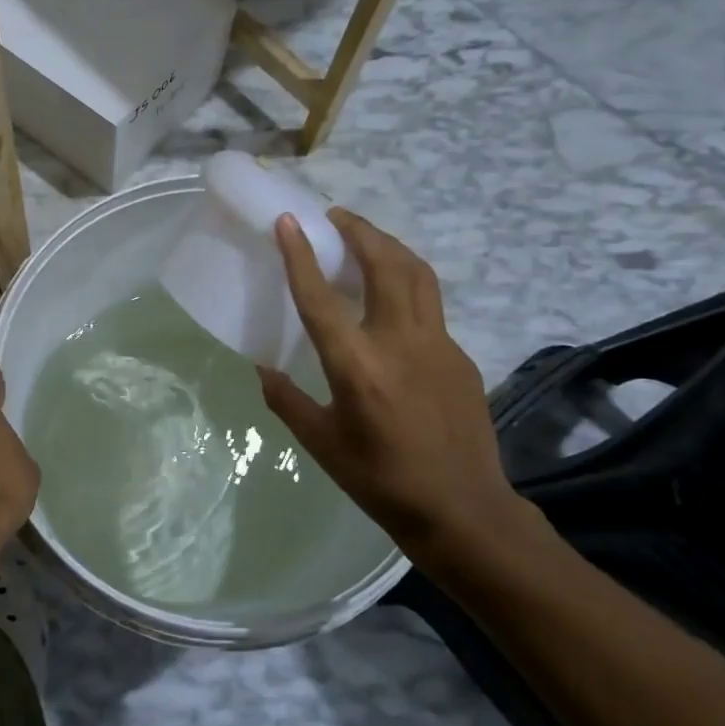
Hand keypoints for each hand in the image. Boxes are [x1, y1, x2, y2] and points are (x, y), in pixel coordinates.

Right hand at [257, 210, 534, 568]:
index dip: (302, 255)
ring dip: (389, 246)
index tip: (289, 221)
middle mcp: (399, 343)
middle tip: (336, 216)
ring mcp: (438, 345)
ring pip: (417, 274)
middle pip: (384, 265)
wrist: (461, 509)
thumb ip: (286, 400)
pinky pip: (430, 306)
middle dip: (359, 231)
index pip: (322, 298)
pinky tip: (392, 299)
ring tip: (366, 237)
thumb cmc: (380, 480)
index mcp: (357, 367)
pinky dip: (407, 283)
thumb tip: (263, 368)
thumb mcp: (320, 444)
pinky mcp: (459, 355)